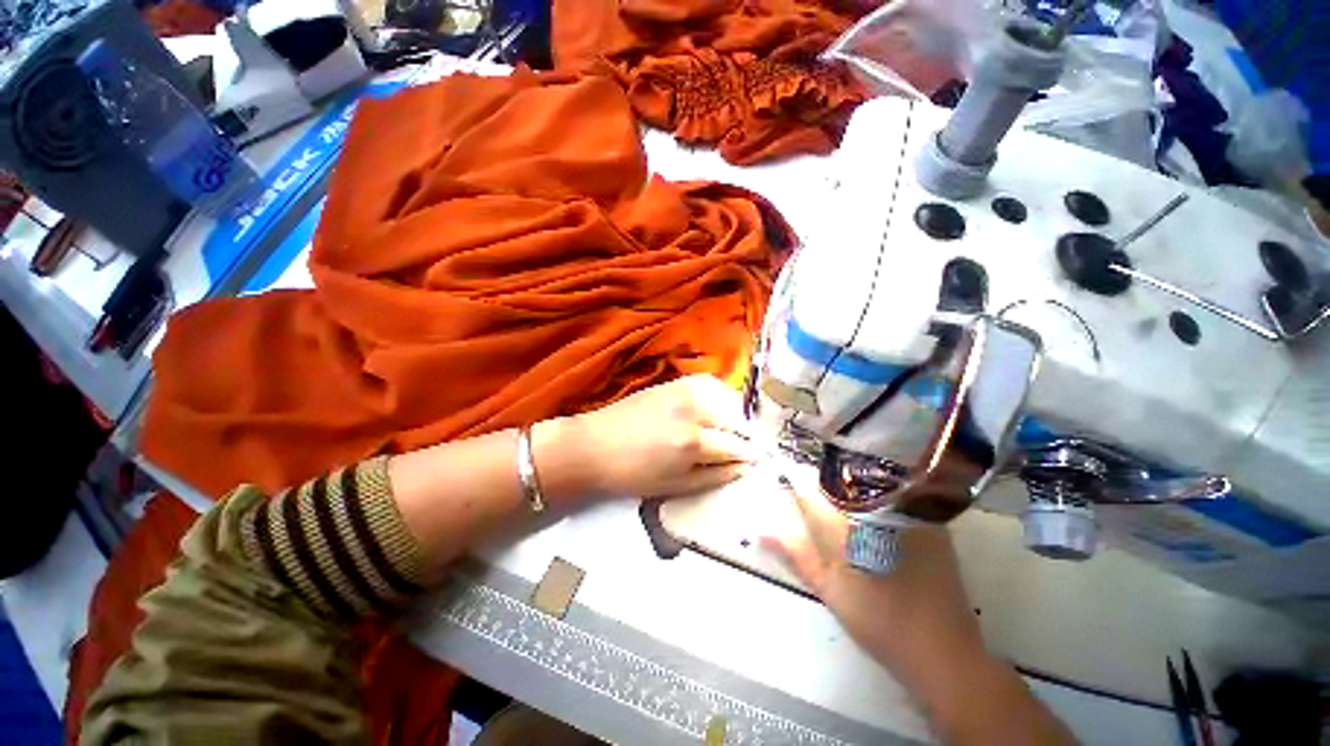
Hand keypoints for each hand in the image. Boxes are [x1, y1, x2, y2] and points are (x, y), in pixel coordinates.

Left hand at [547, 374, 758, 499]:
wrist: (594, 445)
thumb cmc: (632, 474)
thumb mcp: (675, 485)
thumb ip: (714, 476)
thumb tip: (745, 468)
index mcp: (693, 443)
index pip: (736, 446)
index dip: (749, 454)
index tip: (758, 459)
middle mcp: (693, 411)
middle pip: (735, 419)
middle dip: (744, 434)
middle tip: (742, 447)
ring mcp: (683, 392)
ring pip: (726, 398)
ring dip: (734, 414)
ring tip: (729, 429)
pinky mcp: (674, 382)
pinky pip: (709, 384)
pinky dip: (719, 396)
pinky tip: (714, 408)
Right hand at [762, 470, 986, 690]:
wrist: (942, 648)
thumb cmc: (878, 621)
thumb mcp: (829, 589)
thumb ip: (796, 554)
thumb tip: (761, 531)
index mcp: (847, 524)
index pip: (811, 489)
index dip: (794, 479)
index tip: (783, 472)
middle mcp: (877, 508)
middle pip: (839, 480)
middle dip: (822, 481)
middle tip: (812, 490)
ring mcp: (907, 512)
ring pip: (866, 482)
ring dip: (849, 485)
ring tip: (840, 497)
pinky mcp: (928, 519)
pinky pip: (894, 493)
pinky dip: (876, 494)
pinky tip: (872, 510)